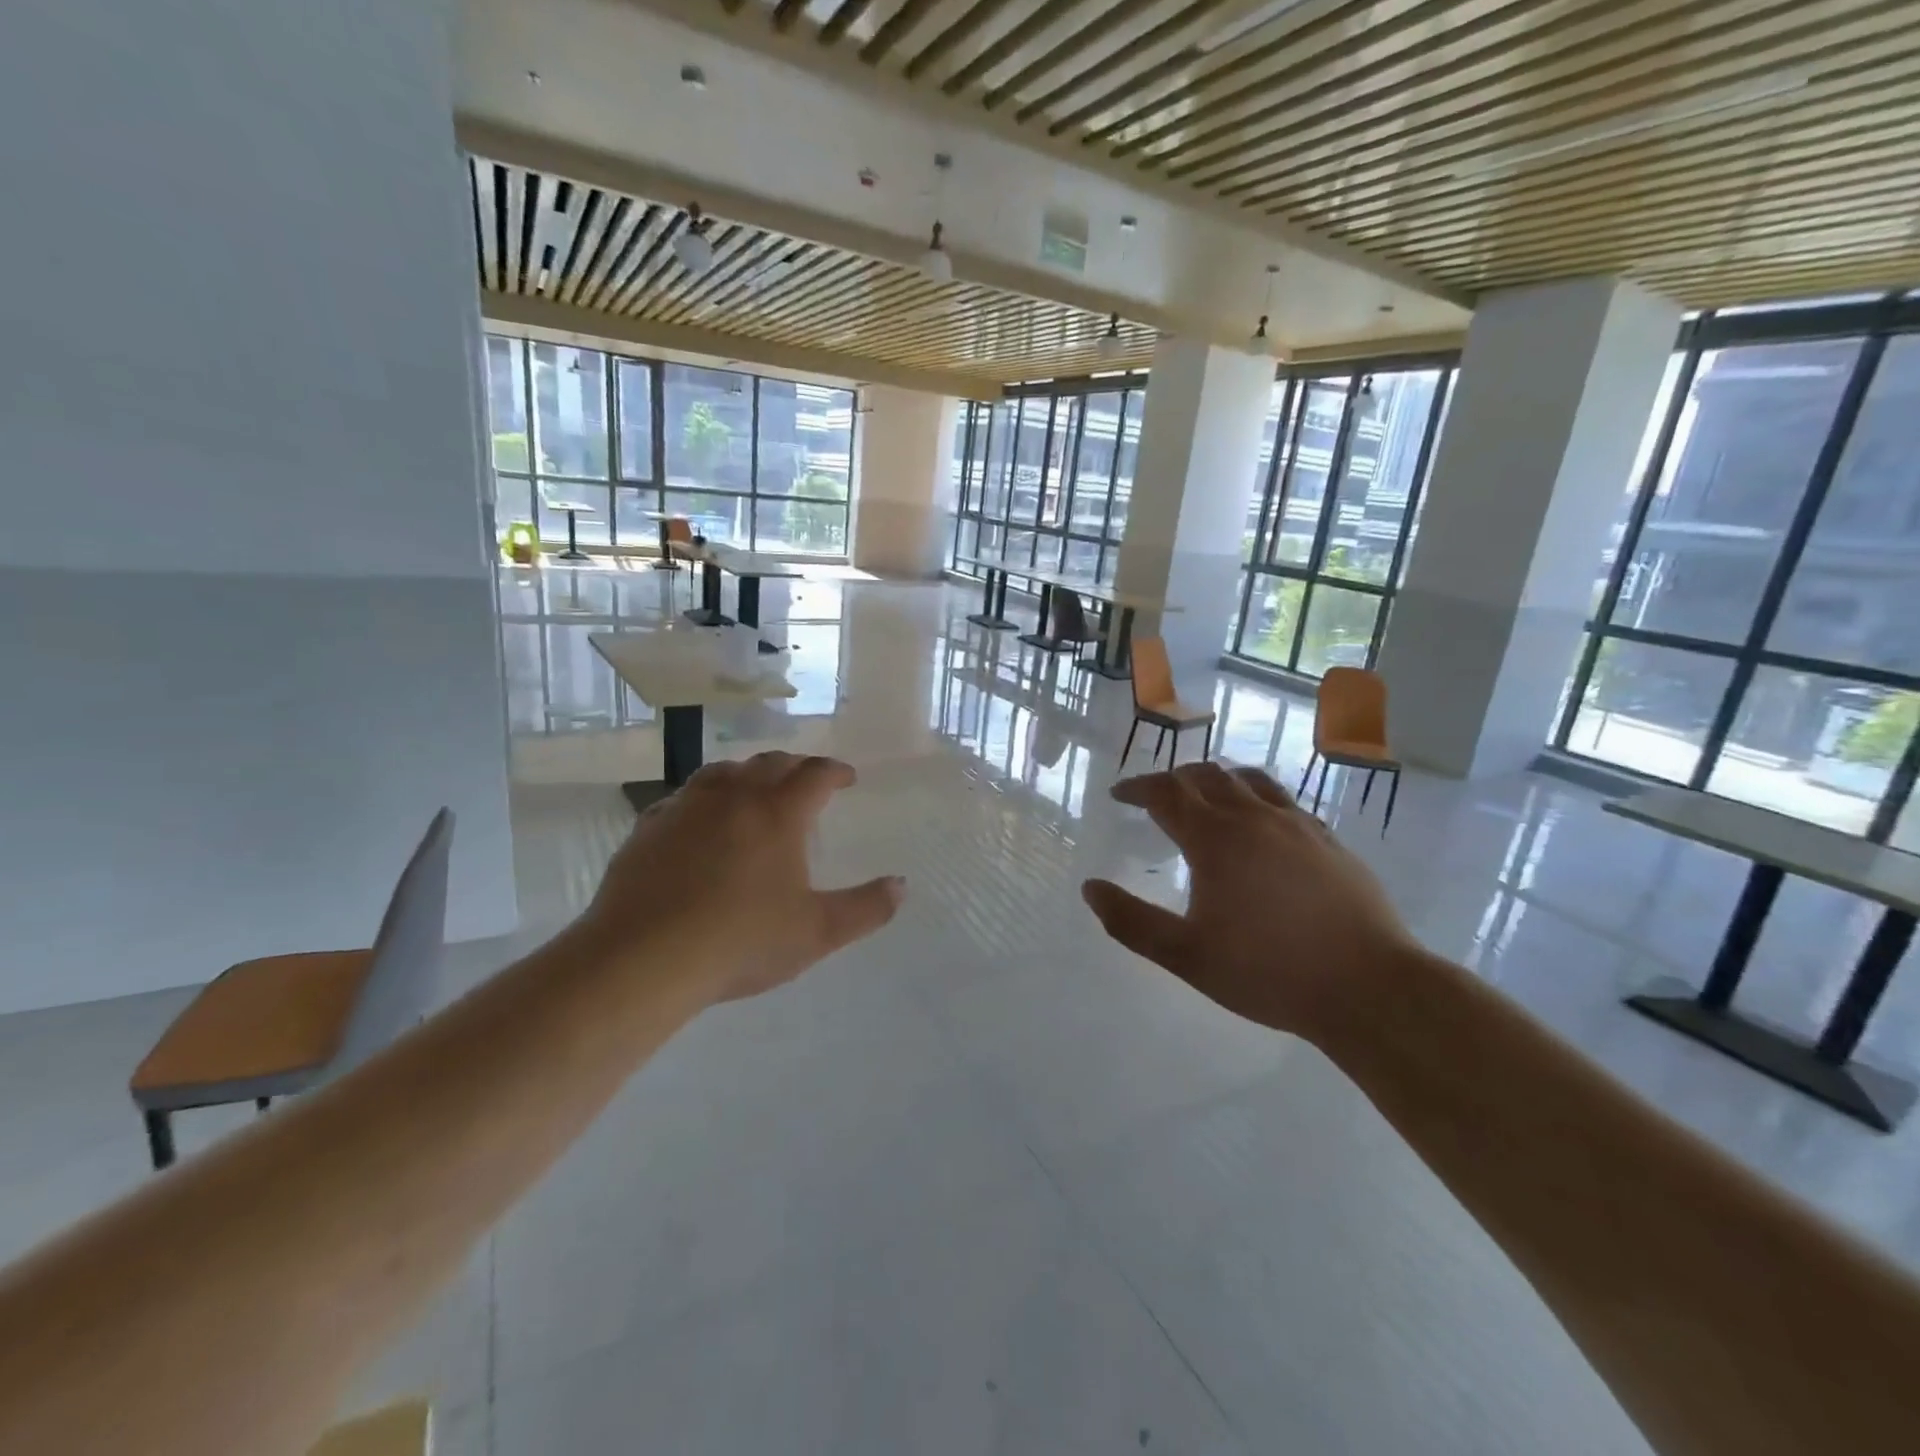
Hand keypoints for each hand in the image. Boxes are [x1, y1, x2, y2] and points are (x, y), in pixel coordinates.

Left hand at [583, 752, 904, 1002]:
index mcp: (778, 813)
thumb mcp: (817, 933)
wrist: (643, 960)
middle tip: (806, 781)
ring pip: (723, 772)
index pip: (815, 774)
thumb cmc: (741, 942)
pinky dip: (704, 799)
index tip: (847, 778)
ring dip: (748, 774)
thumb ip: (866, 909)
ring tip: (756, 790)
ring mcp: (686, 808)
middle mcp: (733, 797)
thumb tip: (902, 886)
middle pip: (770, 763)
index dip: (835, 771)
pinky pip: (684, 798)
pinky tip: (701, 820)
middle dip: (795, 767)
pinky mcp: (649, 827)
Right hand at [1083, 763, 1417, 1041]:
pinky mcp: (1329, 840)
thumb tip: (1089, 888)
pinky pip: (1284, 801)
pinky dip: (1256, 798)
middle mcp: (1254, 817)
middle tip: (1156, 796)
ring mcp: (1297, 825)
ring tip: (1205, 797)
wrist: (1369, 987)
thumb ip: (1131, 921)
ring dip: (1217, 780)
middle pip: (1206, 776)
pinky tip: (1261, 824)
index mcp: (1215, 839)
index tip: (1119, 794)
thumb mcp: (1185, 956)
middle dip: (1173, 778)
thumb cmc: (1268, 972)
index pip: (1165, 792)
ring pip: (1249, 780)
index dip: (1137, 787)